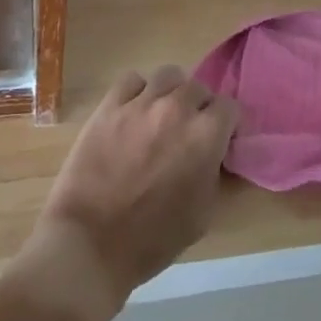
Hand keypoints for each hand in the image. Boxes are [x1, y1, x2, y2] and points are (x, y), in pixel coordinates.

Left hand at [12, 65, 238, 320]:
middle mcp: (177, 108)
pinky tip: (133, 112)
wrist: (90, 244)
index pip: (229, 107)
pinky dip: (137, 92)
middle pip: (199, 88)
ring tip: (161, 116)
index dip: (226, 125)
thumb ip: (213, 173)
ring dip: (172, 93)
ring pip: (168, 76)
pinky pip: (131, 80)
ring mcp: (141, 103)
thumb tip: (212, 154)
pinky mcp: (109, 105)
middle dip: (199, 108)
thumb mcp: (202, 214)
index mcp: (205, 136)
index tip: (218, 141)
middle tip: (188, 133)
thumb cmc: (152, 239)